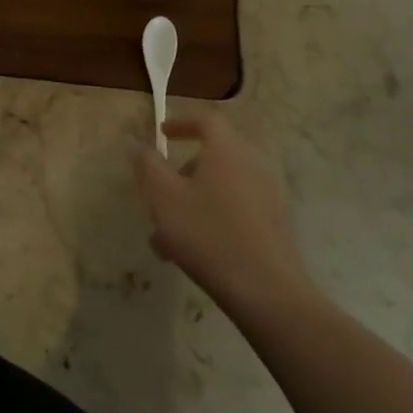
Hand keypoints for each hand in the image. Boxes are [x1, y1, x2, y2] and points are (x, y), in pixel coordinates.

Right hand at [134, 111, 315, 314]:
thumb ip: (147, 164)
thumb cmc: (207, 234)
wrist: (267, 292)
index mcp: (227, 152)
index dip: (182, 122)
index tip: (162, 134)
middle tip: (159, 194)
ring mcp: (269, 198)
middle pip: (214, 156)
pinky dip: (213, 219)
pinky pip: (237, 211)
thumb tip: (136, 142)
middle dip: (182, 172)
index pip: (207, 120)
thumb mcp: (163, 196)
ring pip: (222, 188)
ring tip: (166, 237)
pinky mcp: (276, 227)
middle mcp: (253, 167)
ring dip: (193, 202)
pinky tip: (193, 253)